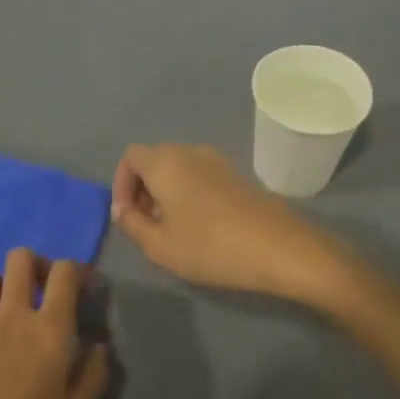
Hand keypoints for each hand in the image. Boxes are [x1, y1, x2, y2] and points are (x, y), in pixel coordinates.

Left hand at [0, 249, 110, 398]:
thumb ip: (93, 376)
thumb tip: (98, 347)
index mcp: (49, 329)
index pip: (65, 271)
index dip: (79, 270)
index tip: (86, 290)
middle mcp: (12, 318)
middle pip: (20, 259)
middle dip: (37, 265)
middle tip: (46, 292)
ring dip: (1, 285)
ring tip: (12, 311)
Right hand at [109, 144, 348, 303]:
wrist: (278, 247)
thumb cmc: (210, 246)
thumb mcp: (159, 245)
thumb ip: (132, 224)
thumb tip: (123, 209)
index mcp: (165, 162)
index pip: (130, 157)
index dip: (121, 185)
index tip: (127, 216)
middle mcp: (190, 151)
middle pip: (154, 160)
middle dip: (142, 189)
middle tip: (146, 225)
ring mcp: (217, 160)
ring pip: (178, 168)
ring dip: (166, 193)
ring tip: (172, 229)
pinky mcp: (237, 175)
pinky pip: (200, 175)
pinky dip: (189, 193)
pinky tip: (200, 226)